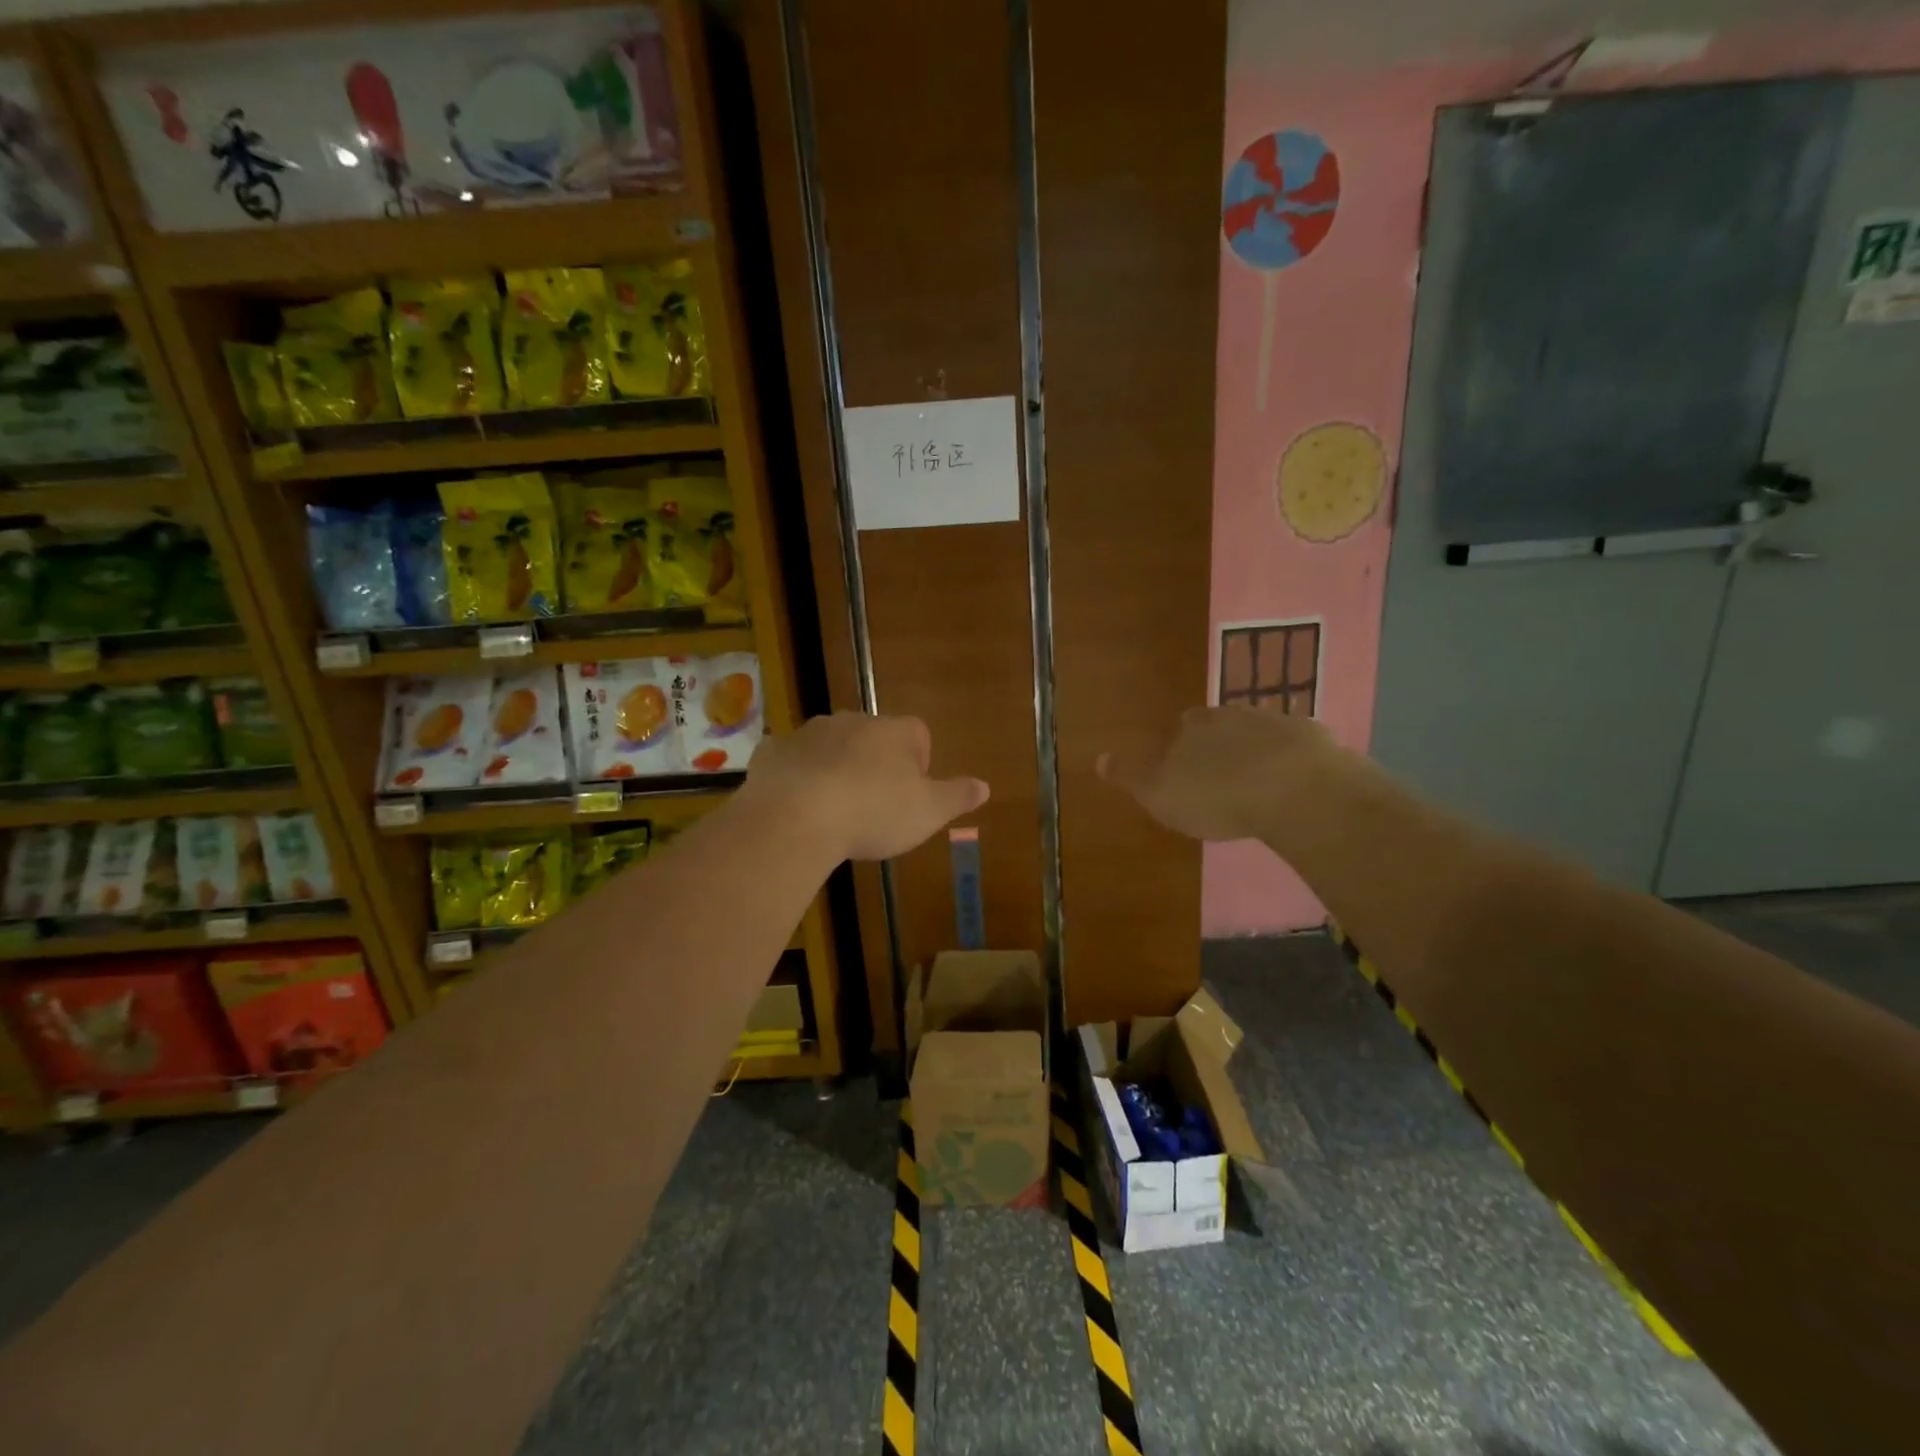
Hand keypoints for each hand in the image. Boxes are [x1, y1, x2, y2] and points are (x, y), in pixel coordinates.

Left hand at [744, 712, 989, 861]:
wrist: (795, 817)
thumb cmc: (873, 813)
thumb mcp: (928, 812)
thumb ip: (957, 796)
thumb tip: (985, 786)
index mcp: (894, 732)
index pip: (918, 734)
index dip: (919, 762)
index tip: (912, 794)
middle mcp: (853, 721)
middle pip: (873, 737)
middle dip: (875, 764)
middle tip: (874, 805)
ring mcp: (809, 733)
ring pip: (831, 745)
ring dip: (836, 768)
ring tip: (835, 809)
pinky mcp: (773, 751)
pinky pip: (792, 760)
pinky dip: (796, 776)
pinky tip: (796, 805)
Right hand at [1097, 704, 1344, 842]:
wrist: (1296, 790)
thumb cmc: (1217, 796)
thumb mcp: (1160, 794)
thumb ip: (1131, 775)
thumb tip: (1098, 758)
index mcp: (1193, 727)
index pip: (1182, 727)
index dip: (1183, 747)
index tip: (1186, 769)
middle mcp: (1233, 715)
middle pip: (1222, 724)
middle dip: (1221, 743)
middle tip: (1222, 773)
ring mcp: (1277, 723)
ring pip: (1261, 732)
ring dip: (1258, 750)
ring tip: (1259, 780)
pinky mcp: (1317, 740)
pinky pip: (1299, 748)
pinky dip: (1294, 761)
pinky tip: (1297, 784)